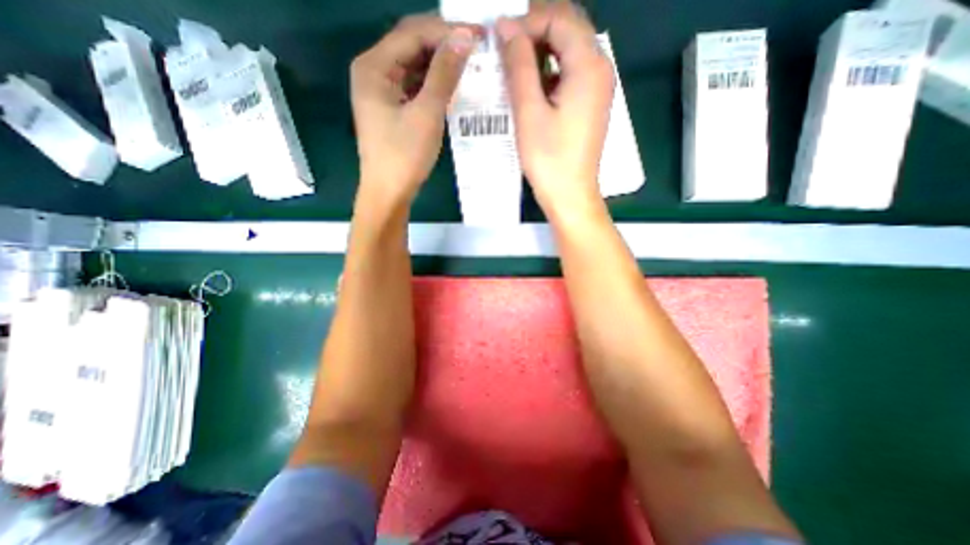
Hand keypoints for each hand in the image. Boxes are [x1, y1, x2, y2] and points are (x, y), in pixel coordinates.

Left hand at [355, 15, 478, 205]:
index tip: (479, 36)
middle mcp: (374, 71)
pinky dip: (433, 84)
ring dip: (440, 64)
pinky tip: (452, 86)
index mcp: (374, 66)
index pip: (413, 33)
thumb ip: (444, 74)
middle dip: (444, 45)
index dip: (446, 31)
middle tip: (477, 49)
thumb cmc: (404, 156)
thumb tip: (465, 38)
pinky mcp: (391, 108)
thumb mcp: (427, 114)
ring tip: (470, 65)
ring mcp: (382, 91)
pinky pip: (414, 86)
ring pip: (414, 66)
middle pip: (411, 45)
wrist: (389, 192)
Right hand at [496, 3, 616, 218]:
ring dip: (541, 51)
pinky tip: (530, 86)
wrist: (570, 195)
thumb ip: (520, 65)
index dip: (527, 21)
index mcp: (589, 65)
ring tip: (512, 65)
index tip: (499, 39)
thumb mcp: (529, 112)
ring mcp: (598, 87)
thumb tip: (507, 27)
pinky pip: (571, 73)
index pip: (559, 19)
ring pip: (569, 51)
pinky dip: (550, 71)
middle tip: (504, 48)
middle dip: (534, 31)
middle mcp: (601, 68)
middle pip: (568, 29)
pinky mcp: (590, 104)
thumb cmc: (549, 159)